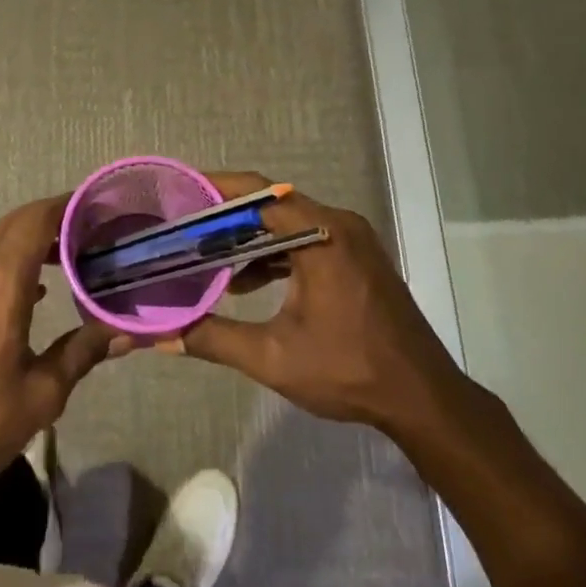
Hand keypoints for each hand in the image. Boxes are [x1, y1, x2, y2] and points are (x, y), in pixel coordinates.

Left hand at [0, 197, 114, 525]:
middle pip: (12, 225)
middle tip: (85, 238)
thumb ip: (82, 352)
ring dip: (21, 246)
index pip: (37, 219)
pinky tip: (11, 299)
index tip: (95, 208)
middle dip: (49, 224)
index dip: (67, 206)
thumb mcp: (40, 396)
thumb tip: (125, 334)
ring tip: (55, 267)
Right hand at [180, 173, 475, 440]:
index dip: (217, 190)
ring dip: (250, 238)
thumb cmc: (349, 370)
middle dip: (226, 216)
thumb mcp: (274, 357)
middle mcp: (339, 225)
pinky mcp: (358, 258)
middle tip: (183, 227)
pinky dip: (275, 254)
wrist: (422, 396)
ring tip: (206, 256)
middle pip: (273, 205)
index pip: (260, 194)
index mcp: (322, 235)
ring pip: (290, 224)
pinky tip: (247, 284)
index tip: (181, 194)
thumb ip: (215, 339)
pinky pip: (307, 240)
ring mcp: (352, 240)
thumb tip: (164, 336)